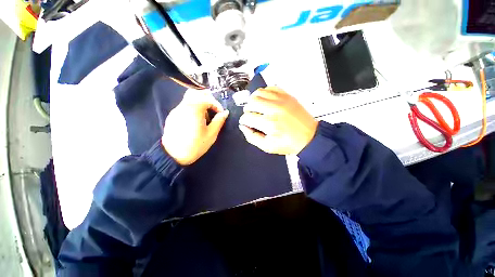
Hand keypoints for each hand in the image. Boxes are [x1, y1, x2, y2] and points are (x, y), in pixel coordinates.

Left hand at [162, 89, 228, 164]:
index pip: (208, 99)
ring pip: (189, 99)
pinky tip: (195, 121)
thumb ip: (219, 121)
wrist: (173, 156)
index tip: (221, 114)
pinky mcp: (172, 116)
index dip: (217, 105)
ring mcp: (176, 110)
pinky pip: (184, 106)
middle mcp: (184, 106)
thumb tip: (225, 113)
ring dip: (200, 103)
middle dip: (207, 99)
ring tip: (205, 116)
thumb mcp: (211, 134)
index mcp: (194, 109)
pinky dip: (192, 108)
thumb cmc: (195, 145)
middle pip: (196, 93)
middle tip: (213, 109)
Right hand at [239, 87, 317, 154]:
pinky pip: (271, 88)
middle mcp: (274, 108)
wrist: (309, 137)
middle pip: (251, 102)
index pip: (247, 117)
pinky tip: (266, 101)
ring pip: (259, 92)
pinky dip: (265, 93)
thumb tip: (243, 127)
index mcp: (269, 123)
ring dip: (254, 100)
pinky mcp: (287, 96)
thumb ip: (252, 137)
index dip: (244, 121)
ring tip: (257, 107)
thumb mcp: (267, 146)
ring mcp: (282, 100)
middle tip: (251, 116)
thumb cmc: (290, 143)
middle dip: (247, 110)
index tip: (246, 123)